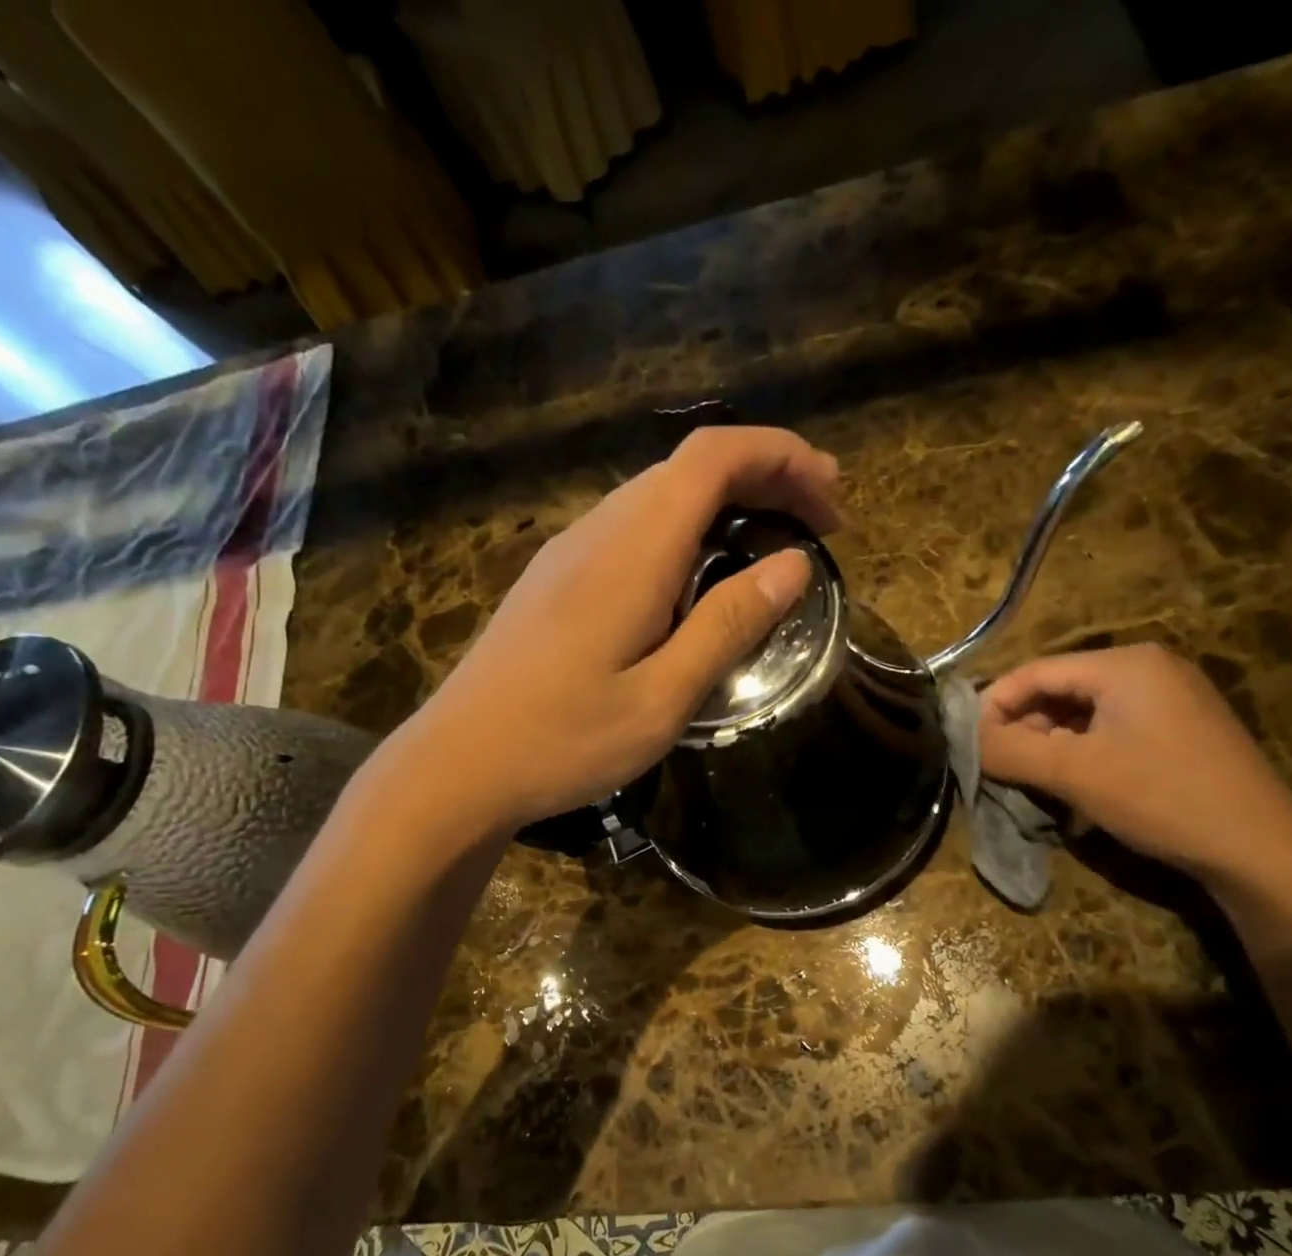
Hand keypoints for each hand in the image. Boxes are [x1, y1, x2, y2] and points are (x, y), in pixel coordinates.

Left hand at [391, 427, 841, 832]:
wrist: (458, 764)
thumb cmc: (564, 740)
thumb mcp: (663, 697)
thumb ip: (729, 625)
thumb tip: (793, 565)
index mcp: (632, 551)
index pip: (713, 458)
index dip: (780, 455)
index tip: (832, 492)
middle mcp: (600, 530)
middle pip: (689, 467)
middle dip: (766, 475)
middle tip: (822, 520)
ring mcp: (572, 551)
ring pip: (662, 494)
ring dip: (728, 502)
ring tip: (777, 543)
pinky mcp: (558, 577)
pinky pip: (636, 526)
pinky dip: (690, 529)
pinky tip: (705, 575)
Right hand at [978, 644, 1291, 932]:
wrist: (1261, 849)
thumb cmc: (1161, 797)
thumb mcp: (1073, 773)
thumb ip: (1009, 751)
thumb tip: (962, 738)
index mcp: (1124, 664)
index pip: (1034, 671)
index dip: (994, 705)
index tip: (969, 744)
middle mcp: (1149, 668)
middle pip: (1060, 689)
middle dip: (1024, 727)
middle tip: (1002, 767)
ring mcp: (1172, 697)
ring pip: (1085, 711)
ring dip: (1051, 743)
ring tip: (1036, 780)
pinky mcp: (1184, 728)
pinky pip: (1113, 727)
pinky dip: (1084, 750)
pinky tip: (1078, 783)